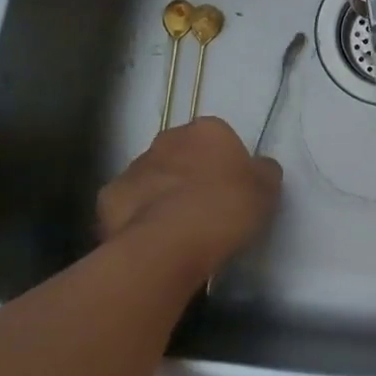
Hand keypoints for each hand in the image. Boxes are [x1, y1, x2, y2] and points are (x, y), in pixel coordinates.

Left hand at [97, 118, 281, 280]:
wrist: (167, 245)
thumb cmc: (224, 209)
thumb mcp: (267, 191)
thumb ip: (264, 172)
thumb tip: (259, 168)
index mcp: (208, 130)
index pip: (219, 137)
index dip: (226, 162)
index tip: (232, 188)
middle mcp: (168, 139)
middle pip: (182, 152)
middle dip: (191, 172)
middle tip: (207, 205)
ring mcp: (134, 167)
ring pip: (154, 176)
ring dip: (164, 193)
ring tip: (179, 228)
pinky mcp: (108, 197)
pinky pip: (130, 203)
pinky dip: (139, 216)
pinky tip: (153, 237)